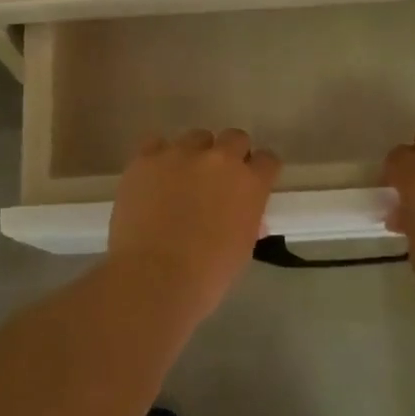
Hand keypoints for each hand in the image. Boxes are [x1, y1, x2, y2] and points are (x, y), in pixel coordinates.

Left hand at [106, 129, 280, 321]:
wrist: (154, 278)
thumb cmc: (207, 275)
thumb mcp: (242, 248)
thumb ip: (247, 220)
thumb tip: (245, 214)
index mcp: (250, 183)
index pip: (267, 160)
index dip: (260, 170)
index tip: (252, 181)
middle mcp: (219, 159)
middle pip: (234, 138)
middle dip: (230, 154)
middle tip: (217, 179)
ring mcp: (181, 154)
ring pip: (195, 137)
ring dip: (195, 154)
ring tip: (181, 178)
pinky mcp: (146, 158)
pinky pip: (156, 144)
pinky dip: (159, 157)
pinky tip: (154, 178)